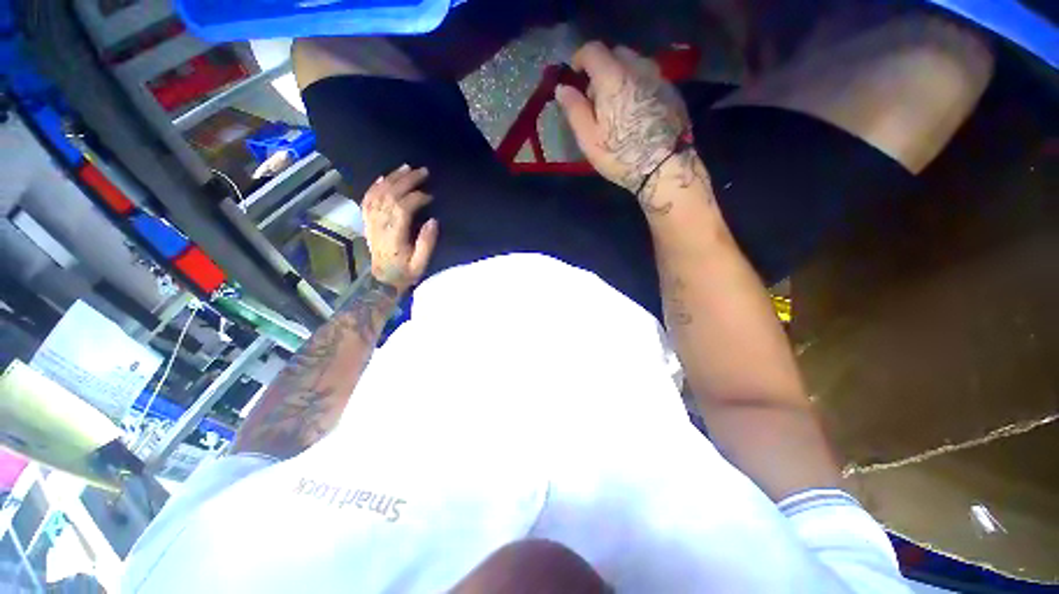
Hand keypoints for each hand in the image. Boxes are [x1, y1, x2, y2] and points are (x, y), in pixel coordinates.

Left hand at [361, 165, 439, 293]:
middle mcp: (379, 225)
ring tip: (406, 168)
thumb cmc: (405, 273)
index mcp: (394, 236)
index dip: (416, 198)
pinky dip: (374, 186)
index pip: (402, 209)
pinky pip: (367, 199)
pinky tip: (383, 177)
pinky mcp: (367, 222)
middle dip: (406, 181)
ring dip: (391, 179)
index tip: (430, 196)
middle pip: (389, 196)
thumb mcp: (420, 264)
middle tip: (422, 171)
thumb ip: (426, 243)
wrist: (382, 281)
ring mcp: (370, 222)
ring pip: (377, 194)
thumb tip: (433, 221)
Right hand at [555, 42, 705, 213]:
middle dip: (601, 69)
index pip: (592, 50)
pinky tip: (636, 111)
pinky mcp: (673, 91)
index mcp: (613, 77)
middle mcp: (638, 67)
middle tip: (596, 97)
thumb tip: (562, 88)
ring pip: (635, 64)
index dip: (579, 59)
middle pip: (616, 54)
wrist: (665, 167)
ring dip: (621, 76)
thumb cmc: (620, 155)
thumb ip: (574, 109)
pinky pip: (650, 78)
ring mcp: (659, 77)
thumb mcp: (588, 138)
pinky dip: (638, 86)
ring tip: (617, 105)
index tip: (574, 76)